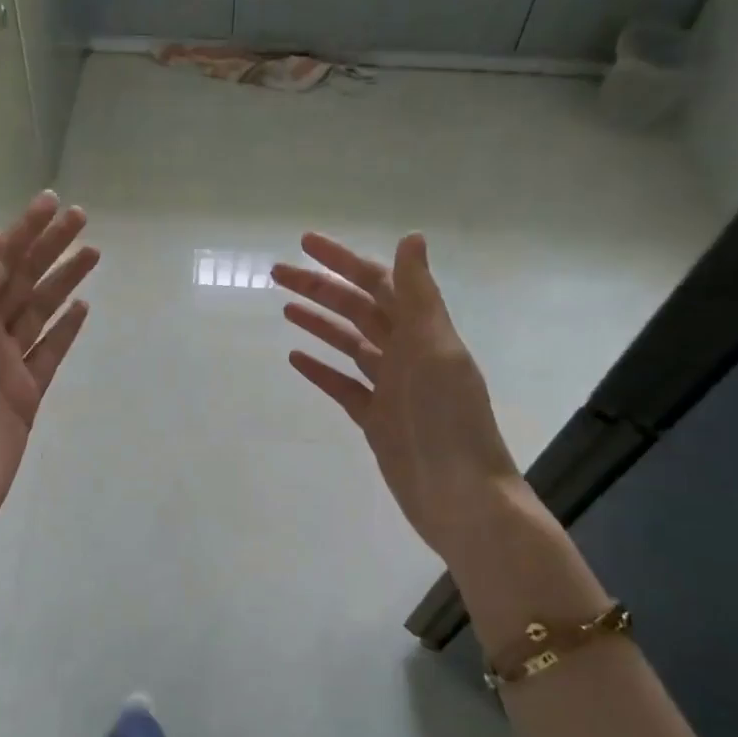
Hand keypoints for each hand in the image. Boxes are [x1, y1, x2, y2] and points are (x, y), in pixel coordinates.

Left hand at [0, 192, 97, 555]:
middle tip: (82, 218)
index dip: (24, 231)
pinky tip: (83, 309)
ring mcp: (7, 363)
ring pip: (41, 310)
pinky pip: (51, 351)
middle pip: (23, 279)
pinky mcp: (27, 392)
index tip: (52, 204)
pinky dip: (66, 329)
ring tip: (94, 253)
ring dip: (65, 281)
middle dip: (50, 247)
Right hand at [274, 232, 521, 568]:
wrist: (460, 497)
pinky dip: (321, 370)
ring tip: (285, 307)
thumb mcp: (436, 352)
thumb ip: (420, 298)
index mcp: (423, 333)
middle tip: (277, 273)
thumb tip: (411, 238)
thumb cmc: (450, 423)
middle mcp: (406, 354)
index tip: (305, 243)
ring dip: (319, 323)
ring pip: (349, 345)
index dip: (342, 261)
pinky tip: (296, 358)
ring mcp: (390, 388)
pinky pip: (343, 386)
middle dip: (320, 288)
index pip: (378, 284)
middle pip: (357, 311)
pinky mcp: (376, 420)